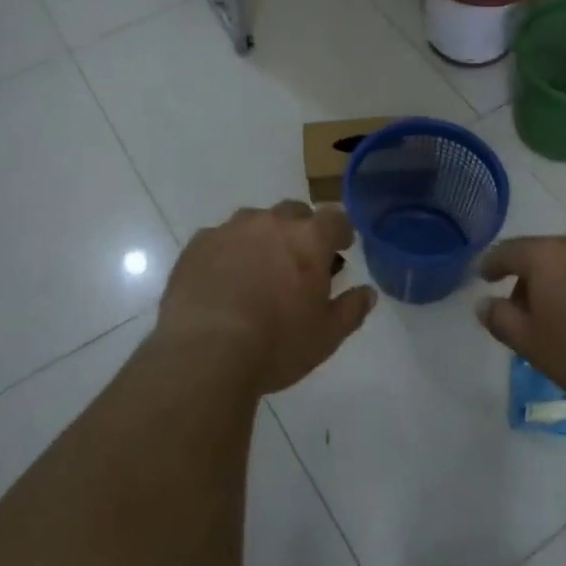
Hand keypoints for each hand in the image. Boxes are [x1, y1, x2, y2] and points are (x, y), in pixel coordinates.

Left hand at [156, 201, 376, 394]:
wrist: (205, 352)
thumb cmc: (276, 345)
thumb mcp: (326, 336)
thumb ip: (351, 310)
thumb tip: (367, 293)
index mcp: (309, 239)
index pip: (335, 218)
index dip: (341, 231)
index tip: (341, 247)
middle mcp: (271, 223)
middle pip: (294, 213)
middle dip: (301, 231)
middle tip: (299, 262)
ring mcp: (230, 229)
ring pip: (255, 222)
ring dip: (263, 238)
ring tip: (258, 271)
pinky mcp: (198, 244)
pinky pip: (220, 239)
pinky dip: (228, 253)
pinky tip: (223, 281)